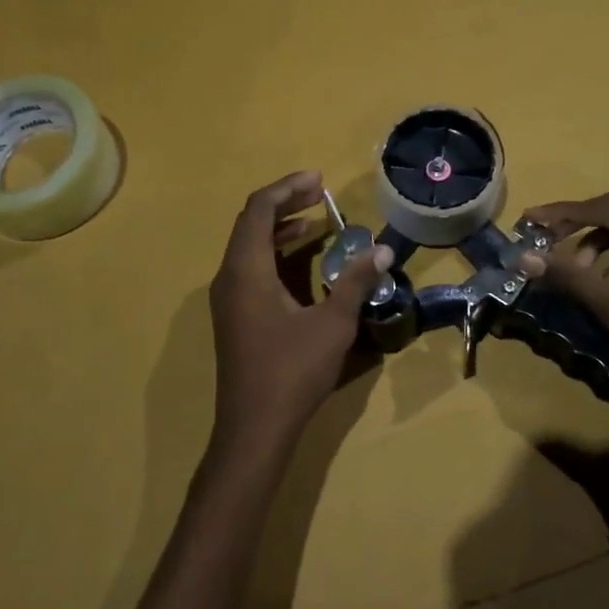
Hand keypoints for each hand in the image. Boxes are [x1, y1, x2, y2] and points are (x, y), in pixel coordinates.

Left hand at [207, 172, 392, 460]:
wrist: (254, 428)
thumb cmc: (292, 371)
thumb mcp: (333, 324)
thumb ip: (356, 283)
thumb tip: (381, 251)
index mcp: (247, 270)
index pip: (258, 210)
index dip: (287, 189)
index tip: (318, 181)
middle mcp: (229, 277)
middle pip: (250, 224)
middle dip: (284, 204)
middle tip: (320, 195)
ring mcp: (227, 299)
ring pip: (248, 247)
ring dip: (279, 230)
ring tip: (315, 223)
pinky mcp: (233, 316)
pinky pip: (249, 268)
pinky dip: (274, 255)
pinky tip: (301, 264)